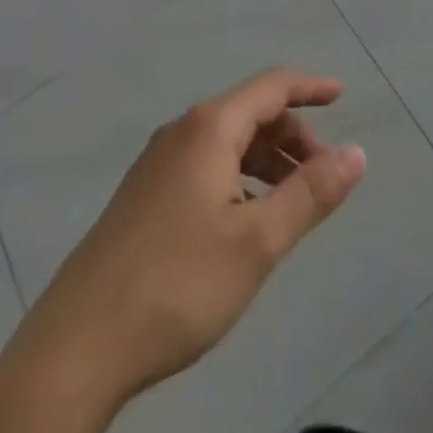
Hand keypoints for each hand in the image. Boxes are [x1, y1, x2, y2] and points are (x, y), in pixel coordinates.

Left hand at [26, 69, 366, 409]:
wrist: (76, 346)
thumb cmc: (176, 284)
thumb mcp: (257, 242)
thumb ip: (310, 193)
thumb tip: (357, 153)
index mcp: (209, 128)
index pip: (271, 86)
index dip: (310, 87)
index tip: (342, 95)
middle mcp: (182, 132)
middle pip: (250, 114)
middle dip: (292, 137)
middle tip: (322, 178)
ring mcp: (157, 164)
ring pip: (227, 144)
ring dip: (266, 161)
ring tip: (289, 205)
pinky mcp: (143, 197)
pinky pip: (205, 167)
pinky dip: (238, 179)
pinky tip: (243, 224)